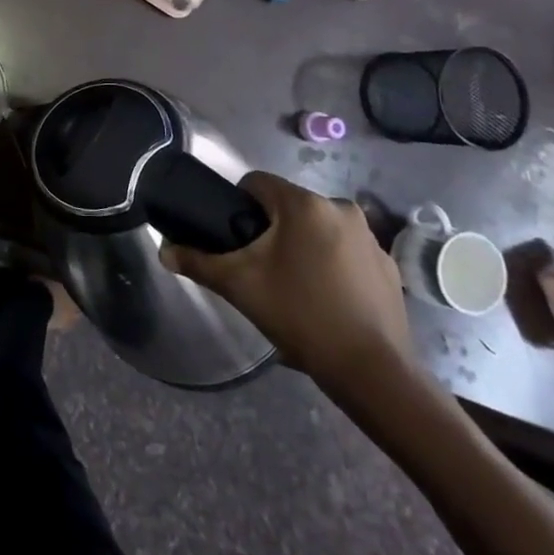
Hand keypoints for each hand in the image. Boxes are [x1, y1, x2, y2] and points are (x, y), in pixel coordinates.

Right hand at [161, 172, 412, 402]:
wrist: (372, 372)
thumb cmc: (300, 315)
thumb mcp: (239, 286)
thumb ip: (198, 262)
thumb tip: (163, 251)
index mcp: (303, 204)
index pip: (257, 183)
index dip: (238, 204)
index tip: (235, 238)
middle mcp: (340, 208)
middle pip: (289, 206)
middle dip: (272, 229)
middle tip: (261, 267)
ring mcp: (371, 238)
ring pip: (320, 228)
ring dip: (304, 245)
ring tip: (294, 287)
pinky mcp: (389, 266)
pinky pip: (348, 252)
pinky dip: (334, 265)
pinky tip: (327, 300)